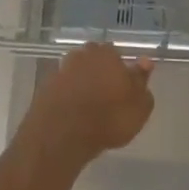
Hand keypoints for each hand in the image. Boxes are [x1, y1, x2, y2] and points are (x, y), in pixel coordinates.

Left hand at [28, 42, 155, 158]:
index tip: (124, 85)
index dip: (120, 69)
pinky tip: (74, 114)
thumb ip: (142, 81)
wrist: (62, 135)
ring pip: (76, 73)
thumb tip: (145, 62)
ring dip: (82, 84)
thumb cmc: (109, 118)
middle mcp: (81, 56)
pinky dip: (68, 97)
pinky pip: (62, 89)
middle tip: (107, 94)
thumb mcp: (139, 106)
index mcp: (107, 54)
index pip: (116, 54)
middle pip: (93, 60)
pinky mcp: (43, 89)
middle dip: (99, 72)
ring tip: (90, 107)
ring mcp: (60, 71)